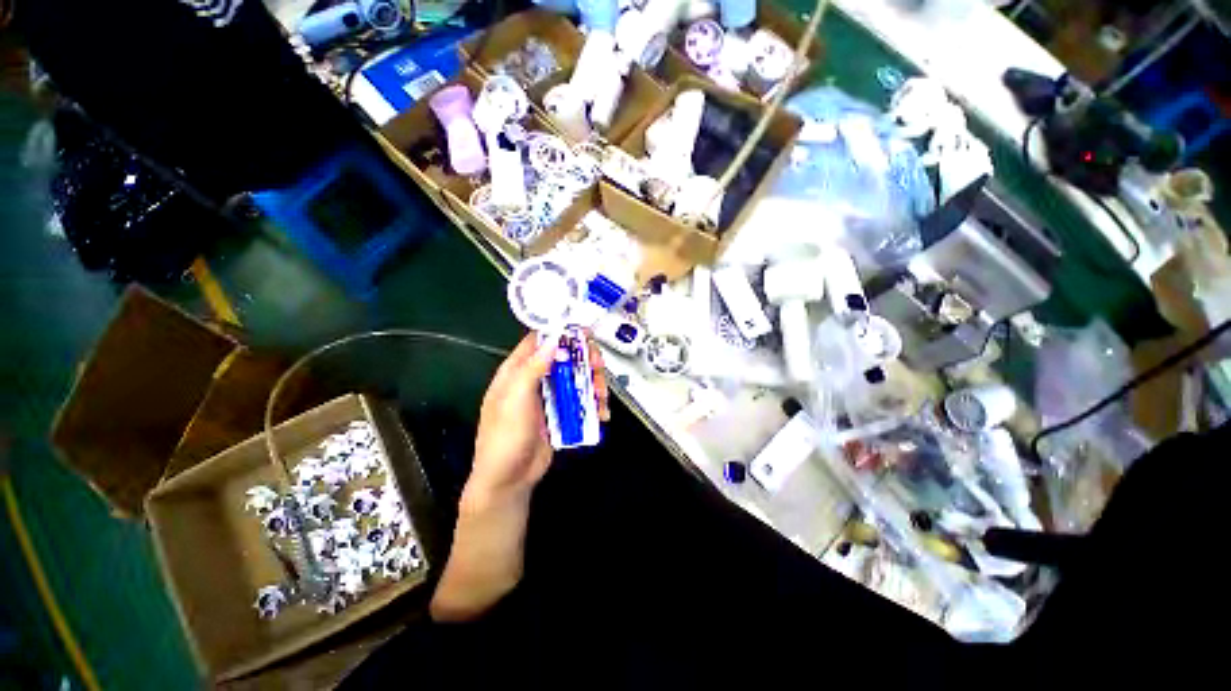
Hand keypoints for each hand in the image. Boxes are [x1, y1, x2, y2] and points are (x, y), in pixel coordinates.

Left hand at [432, 332, 608, 621]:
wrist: (509, 480)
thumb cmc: (505, 437)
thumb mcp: (515, 400)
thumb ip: (532, 369)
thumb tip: (553, 341)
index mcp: (517, 371)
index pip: (539, 341)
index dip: (561, 333)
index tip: (585, 333)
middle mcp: (534, 379)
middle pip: (564, 358)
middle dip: (585, 359)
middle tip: (599, 367)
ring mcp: (549, 397)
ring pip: (576, 378)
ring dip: (594, 383)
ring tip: (603, 397)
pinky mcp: (561, 414)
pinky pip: (581, 400)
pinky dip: (594, 403)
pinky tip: (602, 413)